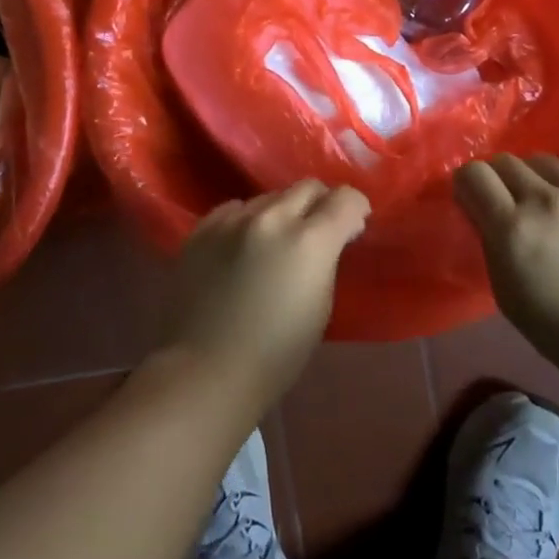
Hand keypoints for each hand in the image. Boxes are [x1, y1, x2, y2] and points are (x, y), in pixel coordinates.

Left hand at [166, 180, 370, 411]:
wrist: (205, 371)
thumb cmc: (276, 354)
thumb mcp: (321, 305)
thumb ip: (327, 259)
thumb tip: (330, 236)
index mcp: (309, 241)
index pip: (345, 198)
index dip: (355, 209)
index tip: (353, 226)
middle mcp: (272, 218)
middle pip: (307, 187)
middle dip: (320, 204)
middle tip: (318, 231)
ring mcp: (232, 220)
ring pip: (269, 197)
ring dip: (281, 213)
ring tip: (274, 243)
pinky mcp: (202, 228)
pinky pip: (234, 210)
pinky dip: (247, 222)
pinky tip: (242, 247)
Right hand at [454, 138, 558, 385]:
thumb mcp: (510, 300)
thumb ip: (493, 249)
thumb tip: (487, 217)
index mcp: (513, 230)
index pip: (472, 175)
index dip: (467, 186)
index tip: (474, 203)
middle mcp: (545, 201)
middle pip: (505, 162)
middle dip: (498, 180)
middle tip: (508, 206)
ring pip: (544, 157)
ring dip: (535, 176)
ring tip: (546, 200)